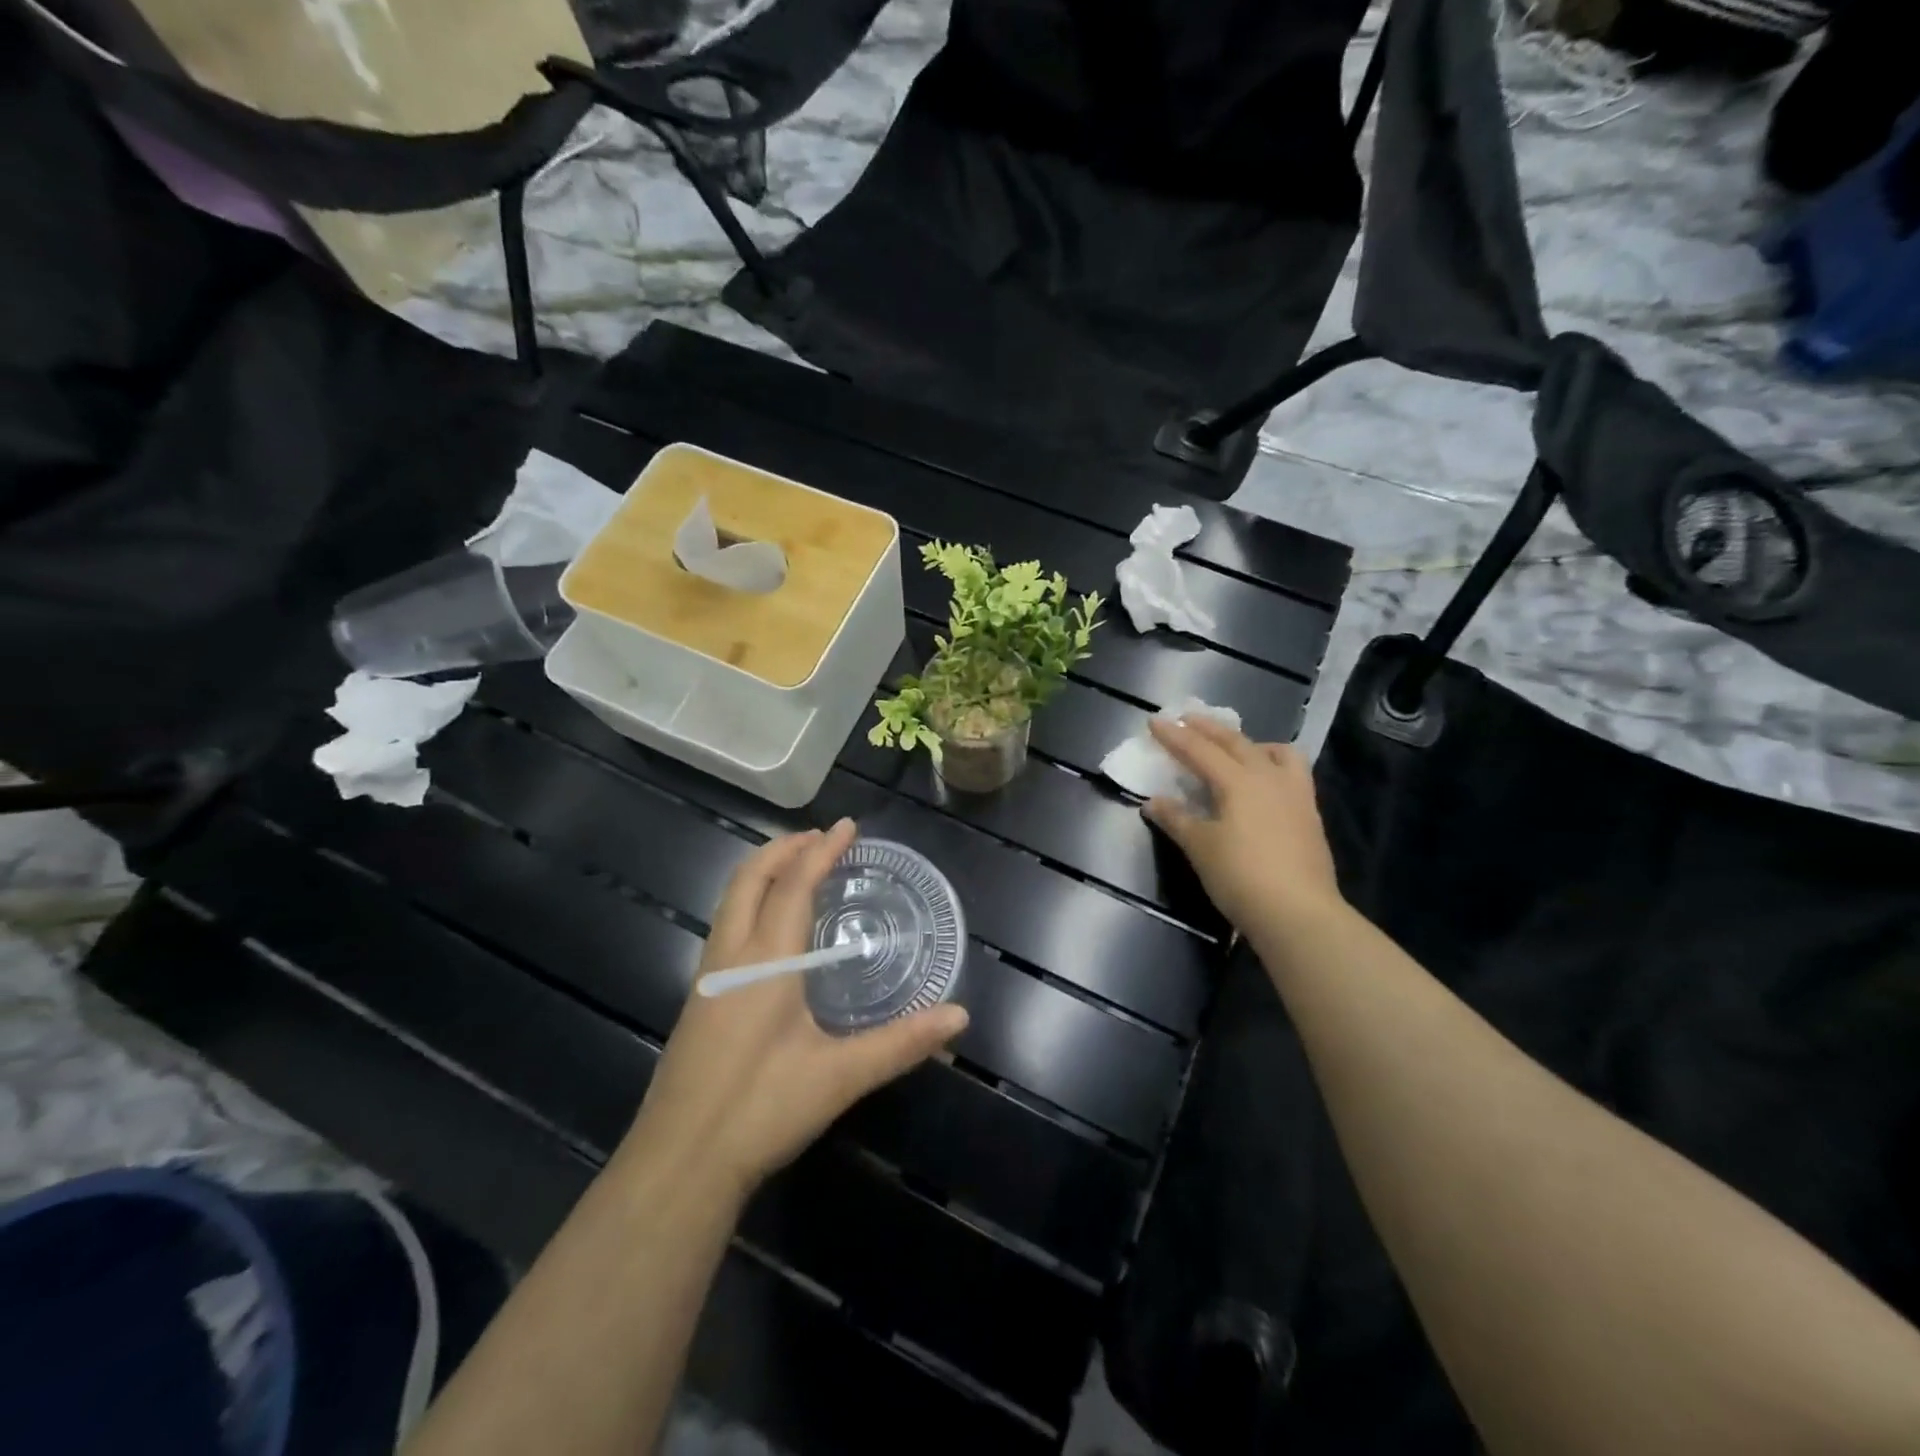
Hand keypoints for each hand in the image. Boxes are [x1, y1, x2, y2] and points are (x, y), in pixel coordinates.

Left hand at [620, 820, 969, 1202]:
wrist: (677, 1165)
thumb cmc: (759, 1110)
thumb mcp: (839, 1077)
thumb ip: (900, 1044)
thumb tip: (959, 1016)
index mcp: (765, 961)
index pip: (794, 885)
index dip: (822, 851)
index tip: (848, 825)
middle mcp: (730, 956)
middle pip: (749, 878)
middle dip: (784, 848)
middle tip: (822, 838)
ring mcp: (707, 978)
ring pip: (730, 900)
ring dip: (764, 873)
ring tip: (798, 869)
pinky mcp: (698, 1001)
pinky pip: (725, 926)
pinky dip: (751, 902)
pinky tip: (772, 931)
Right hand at [1141, 717, 1341, 931]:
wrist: (1299, 913)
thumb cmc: (1241, 877)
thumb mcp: (1200, 847)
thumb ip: (1176, 819)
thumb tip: (1153, 802)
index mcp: (1238, 781)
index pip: (1199, 750)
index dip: (1174, 736)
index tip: (1154, 721)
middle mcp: (1268, 777)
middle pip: (1235, 742)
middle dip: (1208, 729)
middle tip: (1187, 719)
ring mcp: (1295, 794)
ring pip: (1274, 752)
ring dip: (1250, 743)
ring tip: (1236, 748)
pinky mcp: (1309, 814)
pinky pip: (1291, 772)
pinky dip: (1272, 764)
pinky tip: (1264, 782)